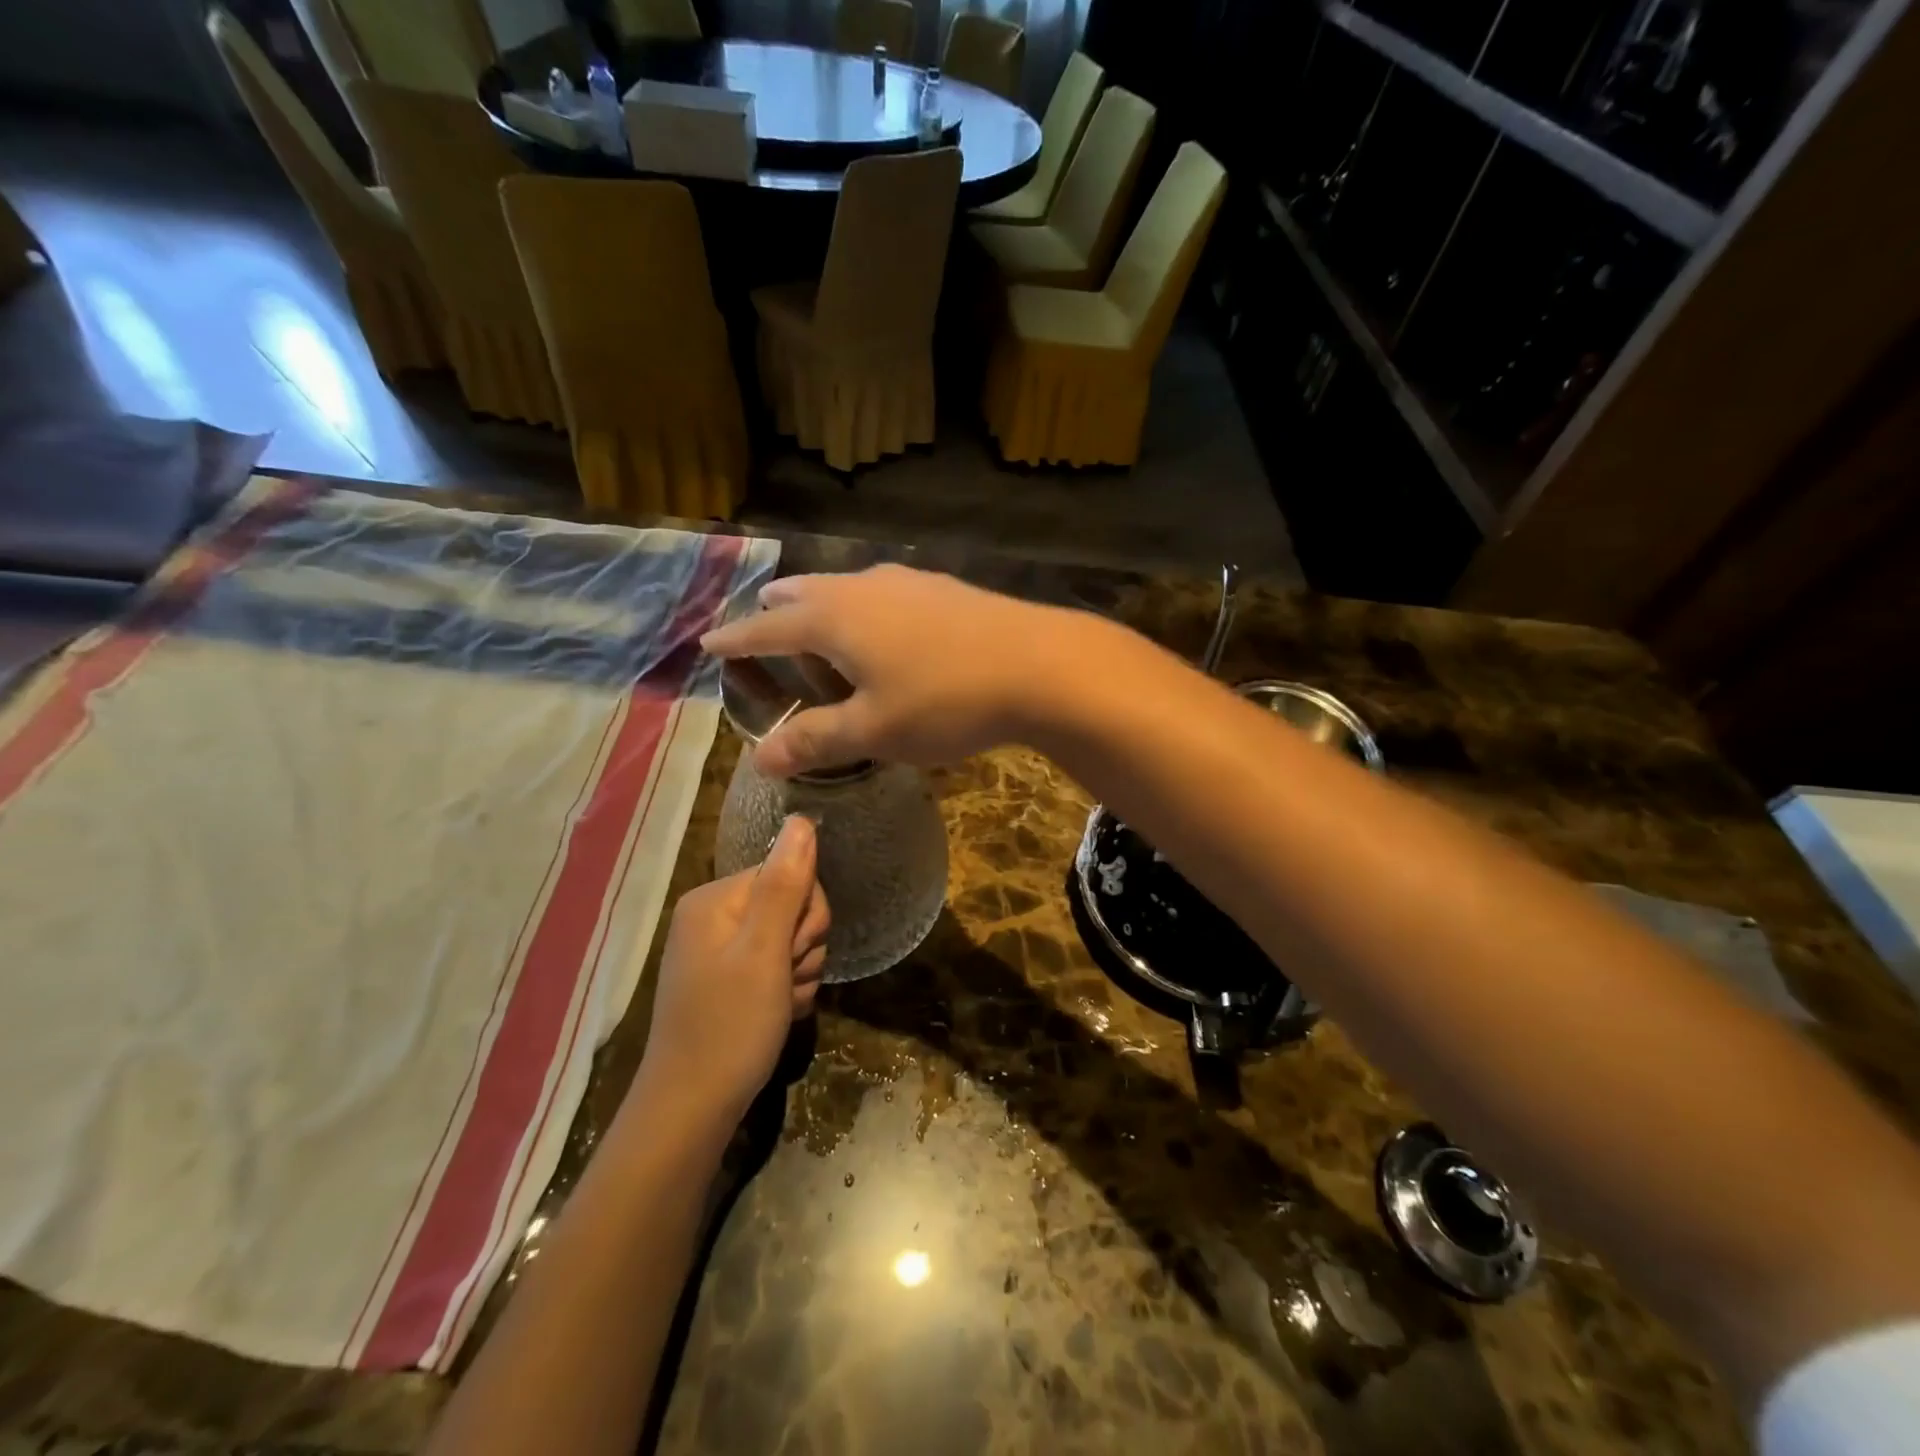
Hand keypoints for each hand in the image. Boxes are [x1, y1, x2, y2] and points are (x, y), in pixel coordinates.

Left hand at [635, 816, 829, 1124]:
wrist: (692, 1111)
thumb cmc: (729, 1027)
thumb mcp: (765, 952)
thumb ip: (786, 883)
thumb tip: (803, 819)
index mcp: (715, 899)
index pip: (789, 873)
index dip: (806, 914)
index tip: (793, 954)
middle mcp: (714, 917)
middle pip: (792, 905)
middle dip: (803, 946)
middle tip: (785, 981)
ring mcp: (720, 951)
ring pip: (791, 940)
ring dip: (800, 973)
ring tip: (780, 1005)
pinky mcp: (729, 981)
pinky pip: (778, 967)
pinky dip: (788, 991)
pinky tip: (778, 1015)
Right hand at [699, 565, 1088, 777]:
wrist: (1039, 664)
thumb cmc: (944, 700)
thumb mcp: (873, 731)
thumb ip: (815, 740)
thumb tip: (760, 759)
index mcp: (834, 619)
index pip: (767, 628)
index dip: (735, 640)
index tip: (708, 642)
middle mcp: (863, 587)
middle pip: (804, 593)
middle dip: (778, 611)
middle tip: (762, 622)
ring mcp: (907, 581)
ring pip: (847, 587)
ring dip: (823, 605)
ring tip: (819, 624)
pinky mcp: (944, 588)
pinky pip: (884, 593)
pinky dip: (864, 609)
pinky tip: (886, 627)